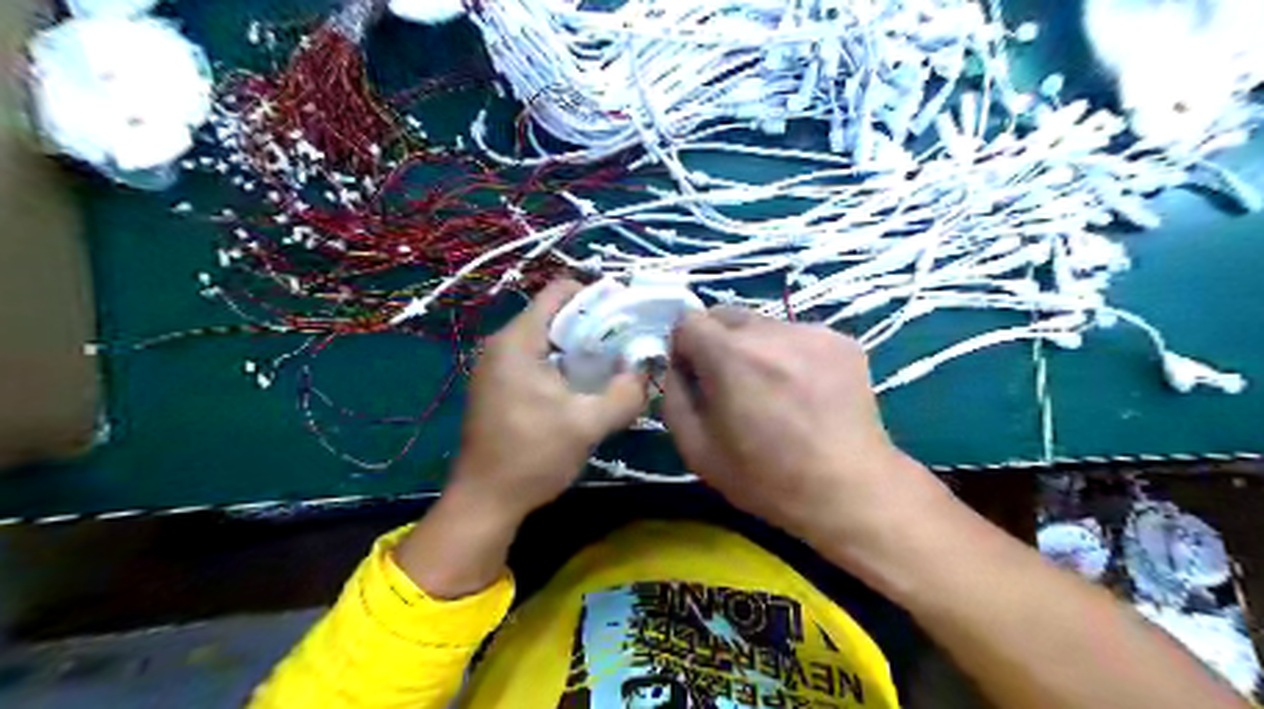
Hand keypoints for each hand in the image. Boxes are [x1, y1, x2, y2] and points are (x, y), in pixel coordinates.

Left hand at [450, 280, 644, 519]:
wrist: (485, 501)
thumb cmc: (532, 456)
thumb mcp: (588, 425)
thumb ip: (625, 395)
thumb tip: (646, 373)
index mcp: (517, 341)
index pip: (559, 292)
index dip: (596, 295)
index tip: (626, 314)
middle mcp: (502, 345)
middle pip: (555, 315)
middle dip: (593, 325)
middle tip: (626, 344)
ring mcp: (495, 367)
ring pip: (546, 340)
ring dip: (579, 348)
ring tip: (610, 366)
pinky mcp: (497, 387)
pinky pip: (535, 360)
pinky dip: (562, 365)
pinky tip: (583, 388)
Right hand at [665, 311, 951, 559]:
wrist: (848, 491)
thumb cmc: (765, 478)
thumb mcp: (696, 449)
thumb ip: (673, 396)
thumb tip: (675, 366)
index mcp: (730, 356)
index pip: (688, 320)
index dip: (683, 347)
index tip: (694, 375)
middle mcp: (771, 331)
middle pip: (725, 314)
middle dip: (717, 342)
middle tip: (731, 383)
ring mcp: (812, 332)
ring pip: (763, 324)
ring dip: (755, 347)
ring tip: (773, 390)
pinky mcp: (842, 340)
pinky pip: (797, 335)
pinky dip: (790, 354)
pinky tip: (804, 391)